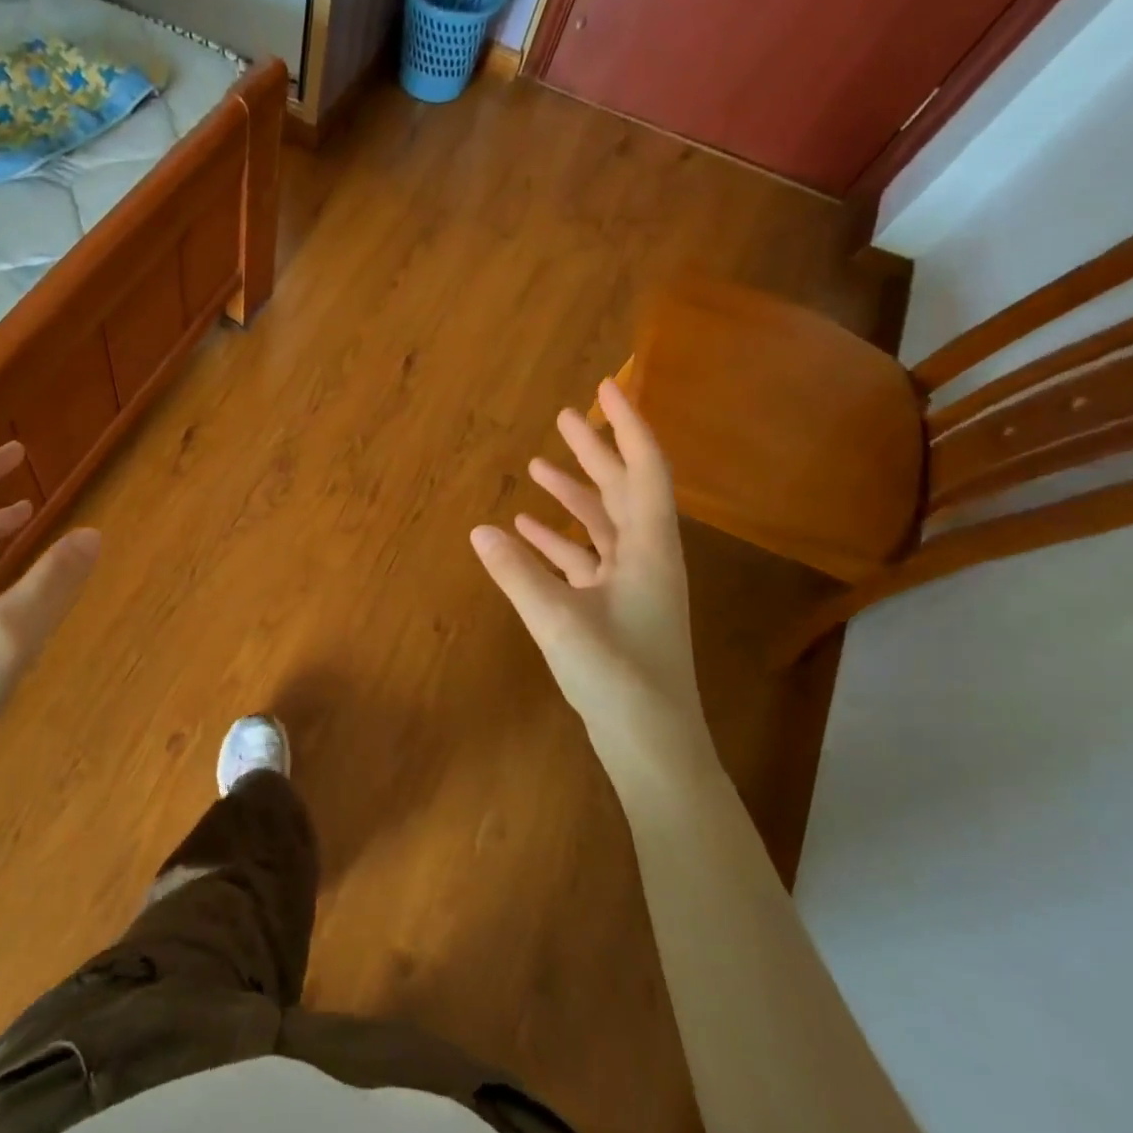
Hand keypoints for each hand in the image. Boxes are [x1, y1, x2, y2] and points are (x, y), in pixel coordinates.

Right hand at [470, 378, 711, 785]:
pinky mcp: (615, 608)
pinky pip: (585, 559)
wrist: (652, 744)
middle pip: (622, 489)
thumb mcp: (558, 619)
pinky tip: (525, 532)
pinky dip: (558, 540)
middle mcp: (646, 557)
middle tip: (564, 416)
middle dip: (594, 451)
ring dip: (573, 494)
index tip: (606, 388)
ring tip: (537, 467)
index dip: (627, 425)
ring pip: (602, 524)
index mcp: (649, 548)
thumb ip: (517, 572)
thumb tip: (480, 530)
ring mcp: (632, 584)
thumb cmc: (617, 676)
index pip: (644, 469)